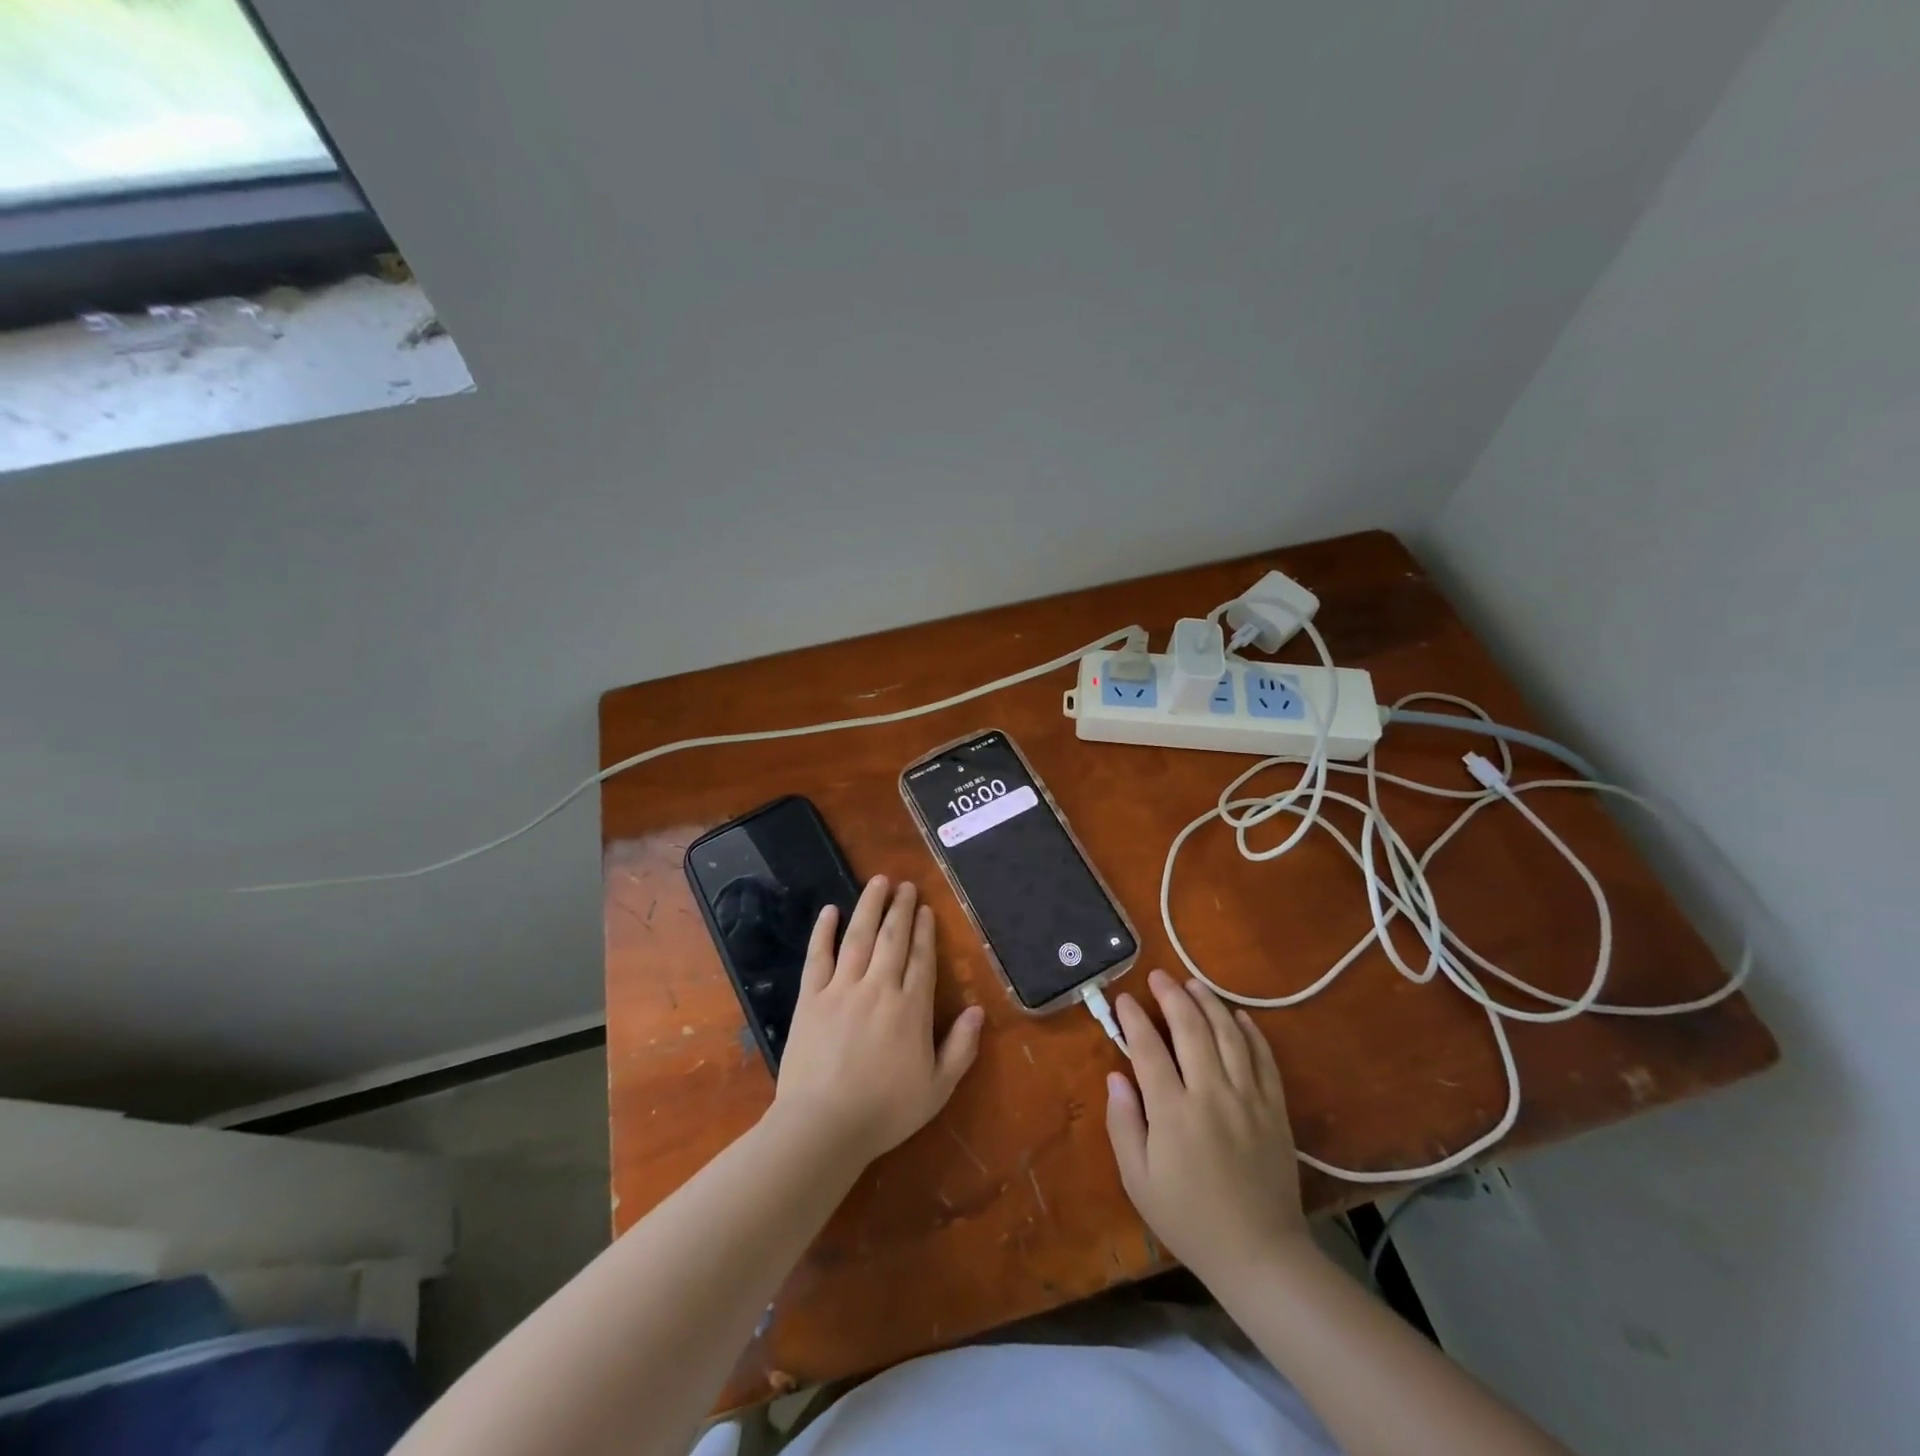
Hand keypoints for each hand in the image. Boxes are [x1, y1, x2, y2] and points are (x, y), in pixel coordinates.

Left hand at [770, 877, 985, 1169]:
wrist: (823, 1126)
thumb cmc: (885, 1111)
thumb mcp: (937, 1088)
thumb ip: (961, 1048)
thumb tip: (977, 1010)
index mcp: (910, 1008)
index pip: (921, 958)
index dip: (924, 931)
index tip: (925, 909)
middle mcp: (878, 988)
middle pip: (892, 938)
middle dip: (900, 909)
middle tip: (905, 885)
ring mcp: (841, 989)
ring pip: (858, 937)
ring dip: (869, 906)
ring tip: (877, 882)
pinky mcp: (810, 998)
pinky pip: (817, 956)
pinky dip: (823, 931)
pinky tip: (829, 910)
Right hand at [1105, 969, 1310, 1283]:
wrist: (1260, 1255)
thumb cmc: (1189, 1220)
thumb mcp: (1138, 1181)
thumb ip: (1123, 1124)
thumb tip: (1116, 1077)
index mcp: (1174, 1112)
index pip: (1148, 1049)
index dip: (1134, 1019)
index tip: (1124, 999)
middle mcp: (1212, 1095)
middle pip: (1191, 1029)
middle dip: (1172, 996)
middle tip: (1158, 976)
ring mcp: (1249, 1099)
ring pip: (1229, 1035)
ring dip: (1209, 1003)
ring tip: (1193, 983)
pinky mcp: (1275, 1109)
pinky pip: (1264, 1059)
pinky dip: (1251, 1032)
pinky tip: (1239, 1015)